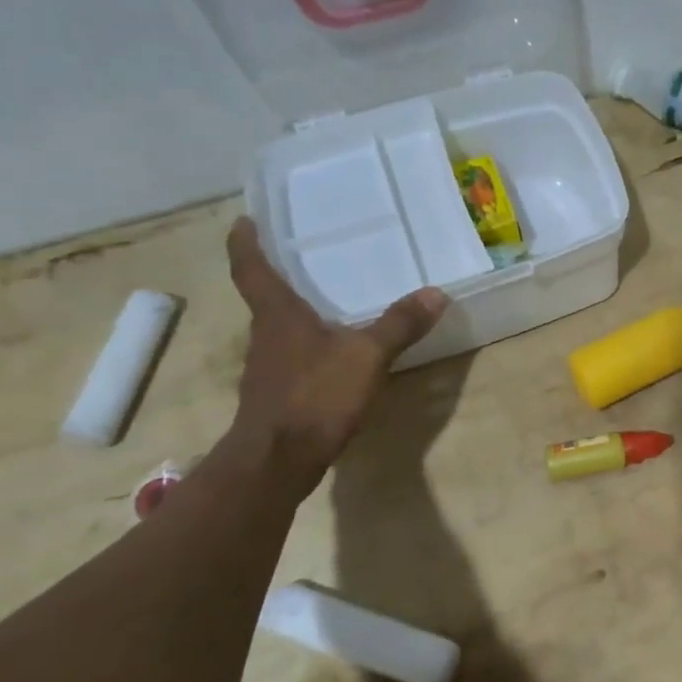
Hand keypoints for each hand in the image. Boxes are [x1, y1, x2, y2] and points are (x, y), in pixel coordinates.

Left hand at [224, 217, 448, 491]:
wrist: (278, 460)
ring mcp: (268, 368)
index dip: (245, 242)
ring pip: (280, 329)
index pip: (250, 268)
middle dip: (280, 276)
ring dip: (296, 313)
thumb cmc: (315, 396)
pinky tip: (335, 354)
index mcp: (277, 315)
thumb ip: (400, 325)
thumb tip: (436, 293)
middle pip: (265, 297)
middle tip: (307, 256)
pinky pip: (293, 357)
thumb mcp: (367, 356)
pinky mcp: (278, 394)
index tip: (245, 220)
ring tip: (328, 301)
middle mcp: (265, 335)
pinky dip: (309, 347)